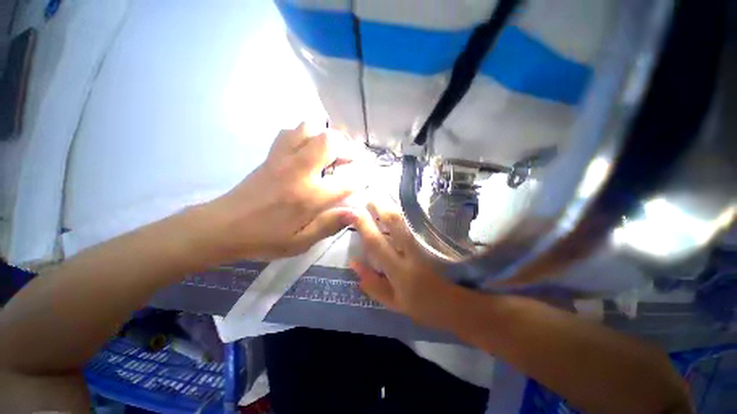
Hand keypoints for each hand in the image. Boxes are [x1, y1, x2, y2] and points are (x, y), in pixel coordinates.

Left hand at [204, 123, 358, 260]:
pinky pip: (291, 132)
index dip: (361, 181)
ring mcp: (283, 158)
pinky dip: (306, 134)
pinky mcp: (271, 155)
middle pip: (330, 142)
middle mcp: (299, 171)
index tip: (365, 183)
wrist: (223, 226)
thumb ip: (329, 225)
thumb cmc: (264, 239)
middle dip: (348, 148)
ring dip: (326, 137)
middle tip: (351, 160)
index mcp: (308, 197)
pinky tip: (309, 149)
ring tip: (332, 152)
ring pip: (309, 129)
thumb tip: (355, 213)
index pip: (346, 182)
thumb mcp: (300, 242)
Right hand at [348, 200, 468, 329]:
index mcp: (400, 272)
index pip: (376, 243)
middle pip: (395, 222)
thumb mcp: (395, 303)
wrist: (464, 307)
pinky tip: (406, 202)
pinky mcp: (443, 238)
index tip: (354, 212)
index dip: (364, 225)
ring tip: (384, 196)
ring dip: (395, 204)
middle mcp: (415, 254)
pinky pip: (425, 218)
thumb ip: (373, 284)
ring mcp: (432, 244)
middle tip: (370, 198)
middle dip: (380, 206)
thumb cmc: (426, 307)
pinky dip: (413, 209)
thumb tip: (353, 263)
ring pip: (411, 217)